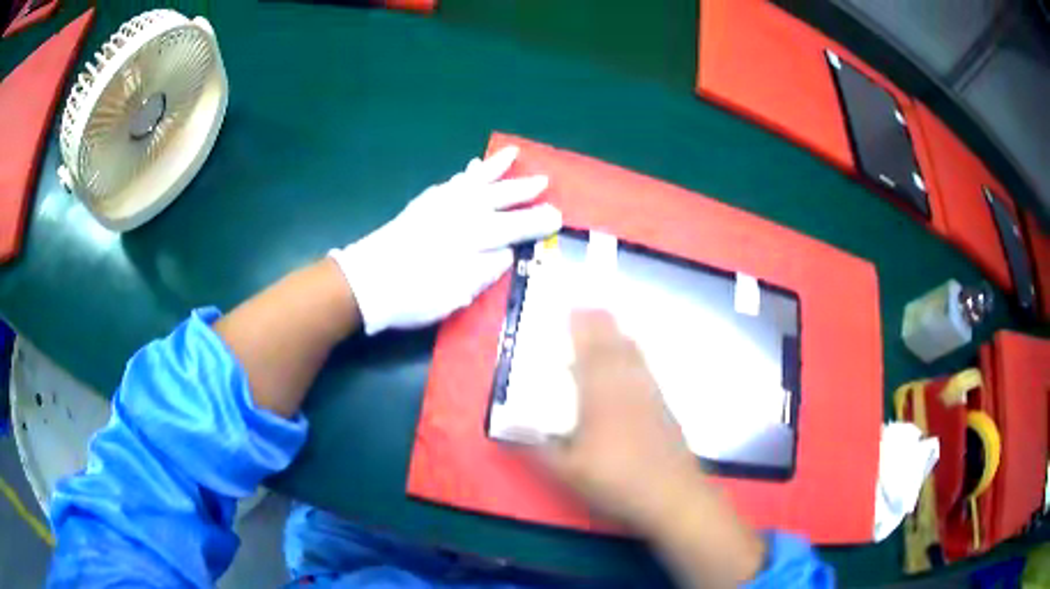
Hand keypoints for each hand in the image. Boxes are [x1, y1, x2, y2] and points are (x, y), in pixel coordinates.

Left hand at [330, 147, 561, 334]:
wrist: (365, 281)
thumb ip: (486, 270)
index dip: (537, 222)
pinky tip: (467, 172)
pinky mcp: (421, 205)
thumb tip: (506, 253)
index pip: (514, 227)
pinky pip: (450, 184)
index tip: (558, 216)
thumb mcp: (457, 292)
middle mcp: (460, 213)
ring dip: (494, 168)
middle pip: (498, 197)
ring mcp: (439, 205)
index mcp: (474, 237)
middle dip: (522, 189)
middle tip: (543, 179)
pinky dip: (463, 176)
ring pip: (474, 181)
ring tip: (510, 154)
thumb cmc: (414, 293)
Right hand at [543, 310, 765, 586]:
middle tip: (589, 307)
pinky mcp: (665, 407)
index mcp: (600, 398)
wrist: (671, 495)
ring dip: (621, 336)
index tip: (573, 308)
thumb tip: (516, 428)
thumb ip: (539, 448)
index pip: (589, 354)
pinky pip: (648, 370)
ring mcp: (650, 396)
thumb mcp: (567, 472)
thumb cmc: (616, 482)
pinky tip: (634, 361)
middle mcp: (627, 388)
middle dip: (601, 324)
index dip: (581, 329)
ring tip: (611, 325)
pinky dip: (638, 357)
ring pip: (635, 356)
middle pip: (614, 347)